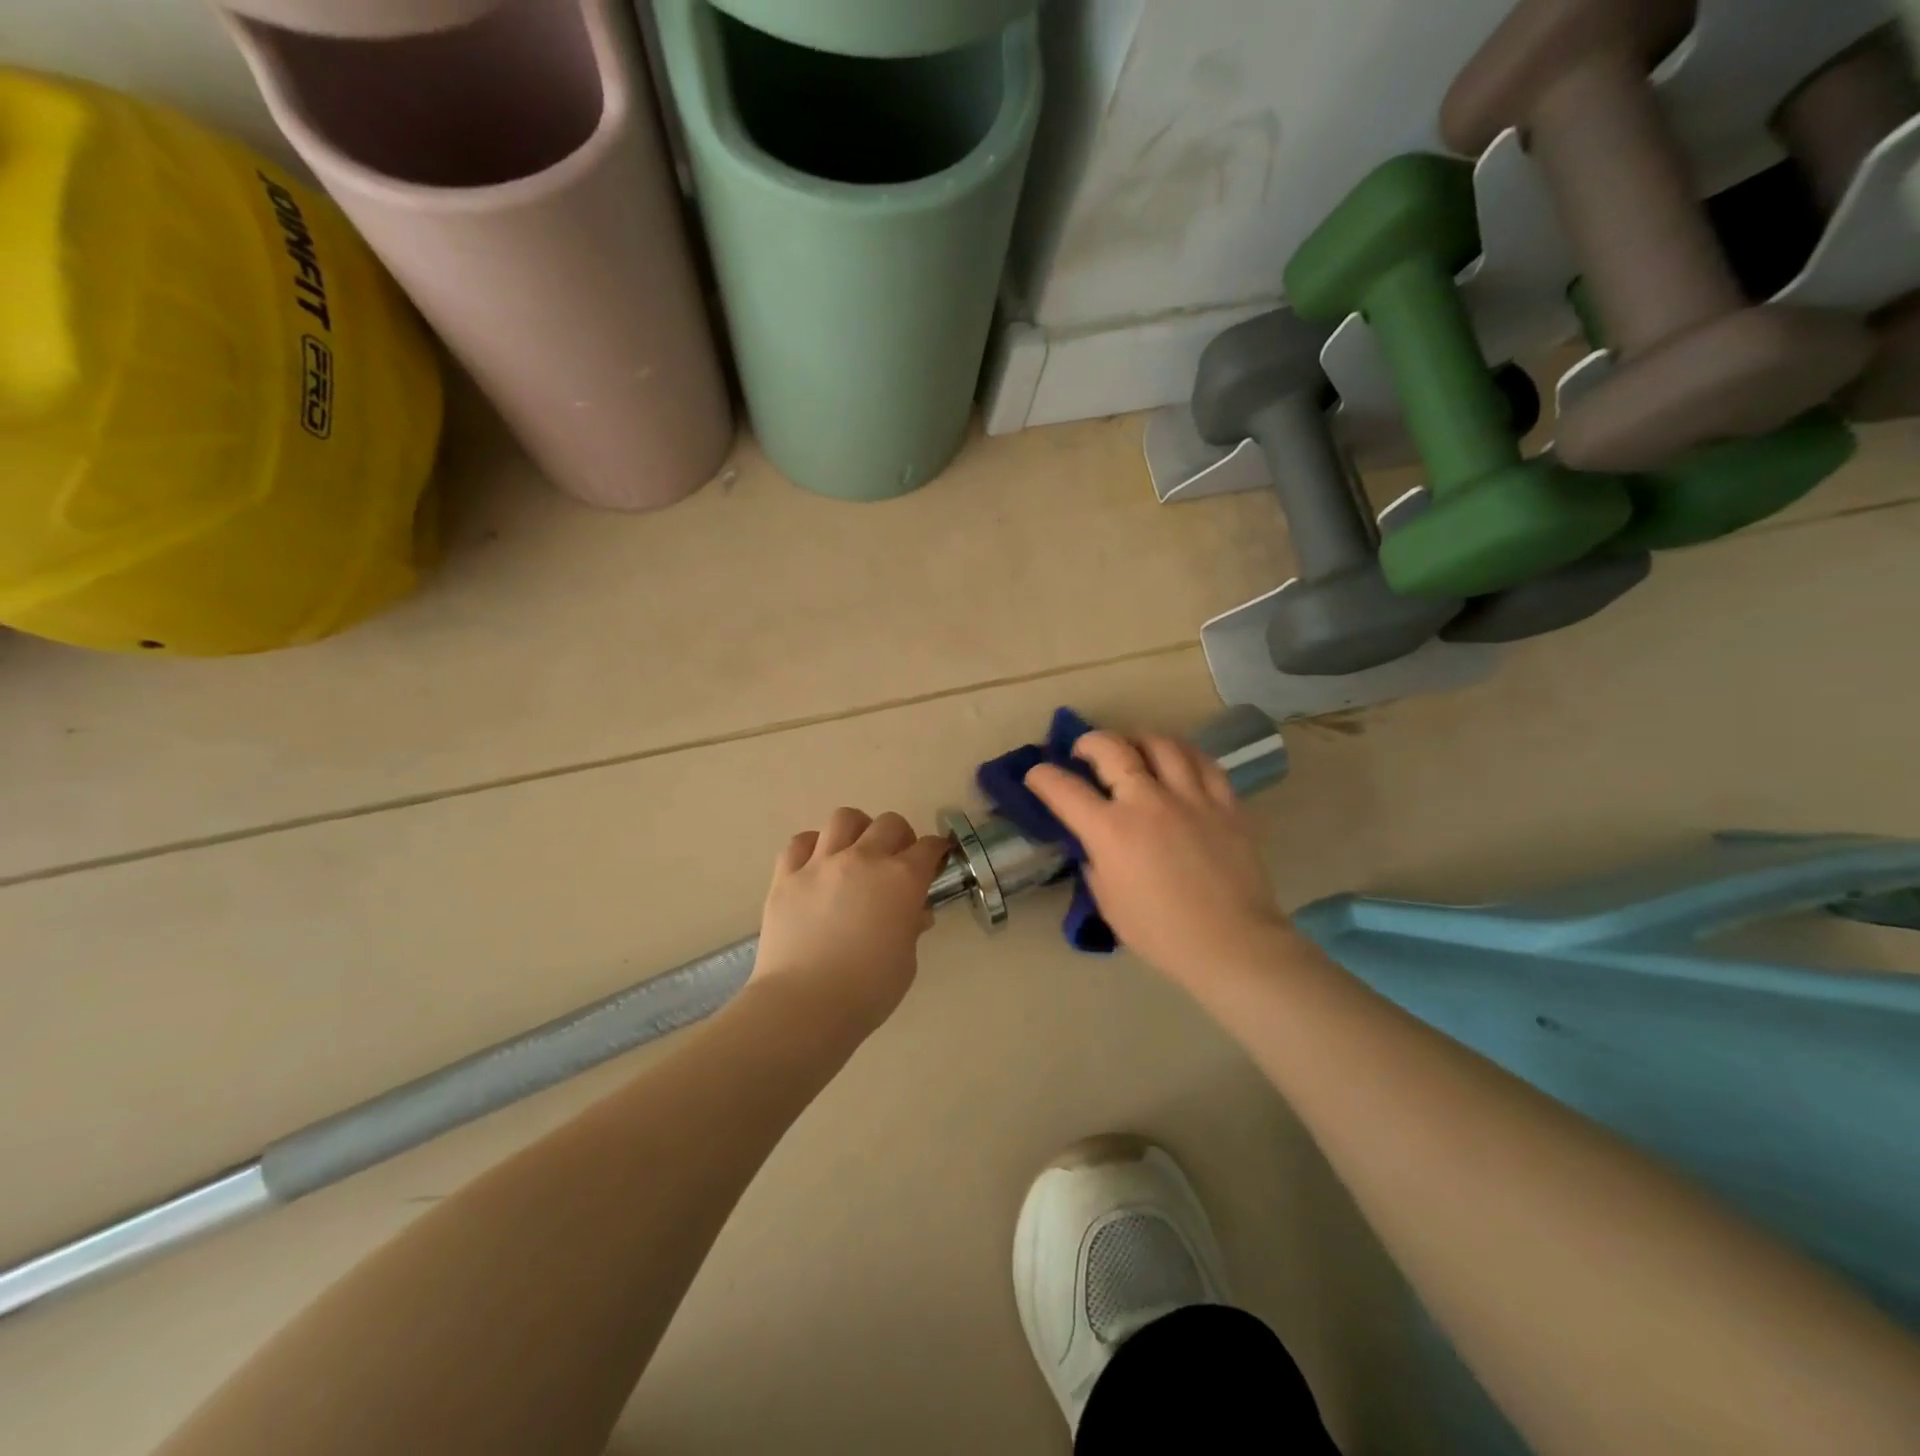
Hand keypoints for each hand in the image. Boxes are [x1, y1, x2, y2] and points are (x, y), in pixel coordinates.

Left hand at [751, 809, 952, 1033]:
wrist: (805, 1004)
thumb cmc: (868, 990)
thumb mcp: (906, 961)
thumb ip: (910, 927)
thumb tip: (913, 912)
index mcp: (901, 879)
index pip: (928, 848)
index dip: (937, 851)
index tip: (937, 858)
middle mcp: (863, 859)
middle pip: (889, 824)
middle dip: (900, 836)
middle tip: (898, 858)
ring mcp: (821, 863)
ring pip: (844, 819)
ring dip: (857, 830)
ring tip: (856, 851)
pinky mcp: (786, 875)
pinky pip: (800, 842)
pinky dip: (813, 846)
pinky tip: (817, 864)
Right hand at [1025, 732, 1290, 986]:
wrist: (1231, 944)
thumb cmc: (1161, 933)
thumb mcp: (1108, 903)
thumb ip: (1095, 863)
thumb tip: (1095, 844)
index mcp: (1111, 831)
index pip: (1064, 789)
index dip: (1042, 777)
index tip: (1037, 775)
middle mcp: (1147, 802)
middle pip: (1112, 748)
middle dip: (1088, 742)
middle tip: (1083, 751)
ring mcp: (1190, 798)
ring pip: (1160, 744)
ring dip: (1137, 740)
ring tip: (1132, 750)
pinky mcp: (1225, 804)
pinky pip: (1204, 762)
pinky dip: (1184, 754)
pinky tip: (1177, 761)